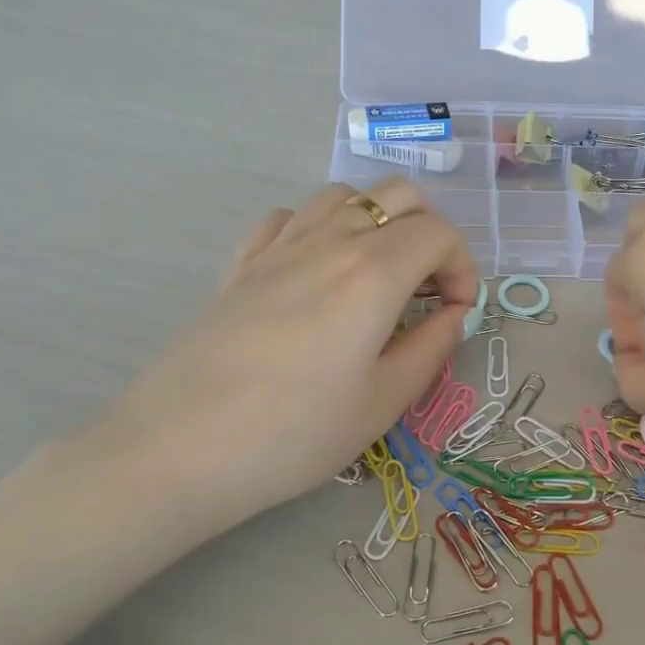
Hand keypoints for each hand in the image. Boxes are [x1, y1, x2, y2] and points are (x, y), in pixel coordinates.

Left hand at [78, 178, 478, 546]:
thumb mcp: (384, 402)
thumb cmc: (296, 434)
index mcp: (374, 272)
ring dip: (376, 222)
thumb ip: (432, 348)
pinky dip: (317, 229)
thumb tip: (453, 315)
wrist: (181, 449)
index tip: (456, 313)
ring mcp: (278, 246)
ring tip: (376, 278)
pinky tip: (315, 272)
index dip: (463, 268)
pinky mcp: (241, 264)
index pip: (440, 233)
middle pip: (398, 195)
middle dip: (429, 233)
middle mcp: (330, 241)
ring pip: (343, 195)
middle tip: (426, 290)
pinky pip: (287, 217)